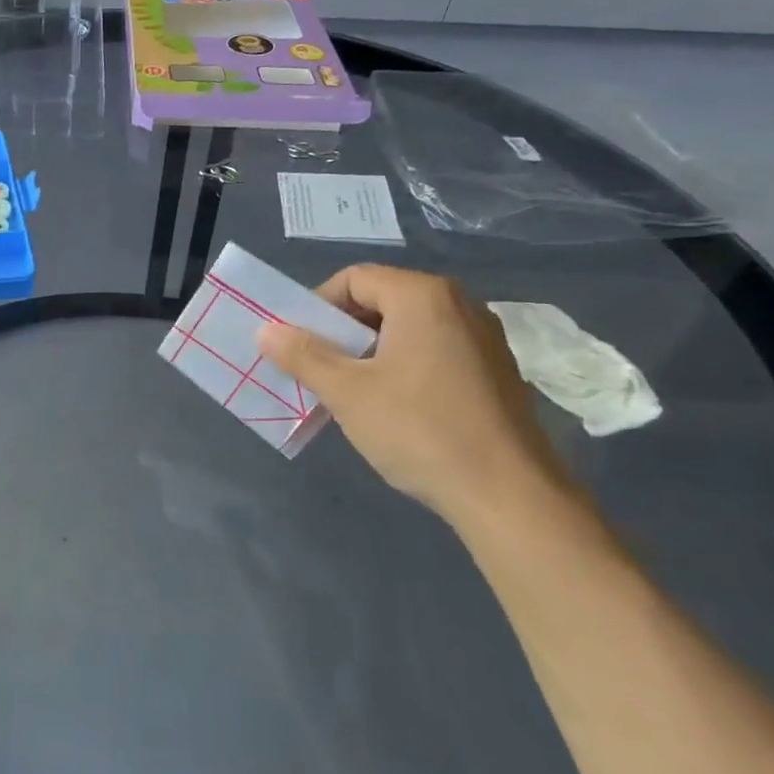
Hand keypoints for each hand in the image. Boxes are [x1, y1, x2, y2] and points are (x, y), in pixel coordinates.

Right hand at [257, 265, 575, 526]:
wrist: (508, 494)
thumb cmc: (419, 430)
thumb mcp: (347, 392)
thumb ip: (303, 355)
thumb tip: (265, 330)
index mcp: (424, 296)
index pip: (354, 278)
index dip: (317, 307)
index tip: (299, 344)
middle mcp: (460, 304)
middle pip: (382, 300)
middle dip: (342, 332)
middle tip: (318, 369)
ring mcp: (483, 338)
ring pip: (407, 329)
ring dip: (370, 352)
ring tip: (349, 392)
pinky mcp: (495, 371)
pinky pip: (434, 351)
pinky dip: (402, 366)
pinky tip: (393, 408)